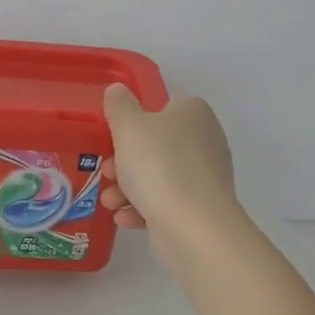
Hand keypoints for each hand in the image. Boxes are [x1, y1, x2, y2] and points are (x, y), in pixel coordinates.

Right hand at [99, 84, 246, 265]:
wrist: (192, 225)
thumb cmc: (158, 165)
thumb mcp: (129, 127)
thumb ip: (120, 106)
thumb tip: (117, 90)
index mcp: (194, 114)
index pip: (163, 109)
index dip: (135, 123)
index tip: (114, 139)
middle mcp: (205, 141)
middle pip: (156, 146)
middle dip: (125, 163)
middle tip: (108, 173)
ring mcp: (205, 177)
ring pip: (157, 177)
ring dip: (128, 189)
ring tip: (110, 202)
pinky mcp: (201, 208)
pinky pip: (166, 203)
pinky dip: (144, 210)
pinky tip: (126, 219)